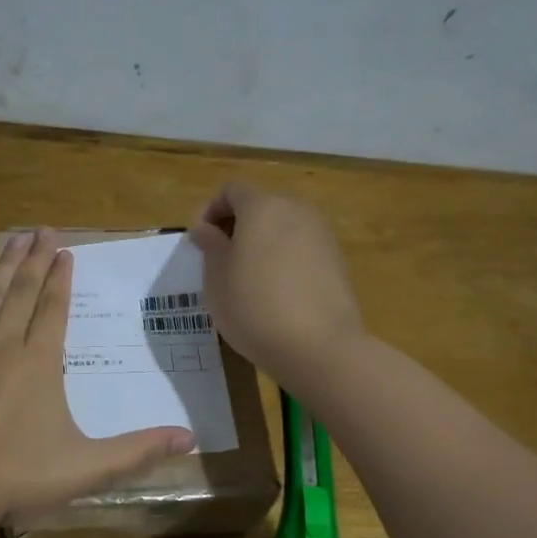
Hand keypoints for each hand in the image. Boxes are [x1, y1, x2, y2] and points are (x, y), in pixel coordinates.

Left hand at [0, 228, 195, 527]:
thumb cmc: (19, 473)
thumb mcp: (88, 467)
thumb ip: (139, 451)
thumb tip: (191, 439)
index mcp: (40, 363)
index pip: (54, 309)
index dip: (61, 280)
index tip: (66, 251)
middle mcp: (3, 348)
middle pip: (21, 294)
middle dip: (34, 261)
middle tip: (42, 231)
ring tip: (10, 242)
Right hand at [189, 183, 364, 384]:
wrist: (319, 347)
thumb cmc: (254, 308)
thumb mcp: (216, 280)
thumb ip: (210, 246)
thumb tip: (206, 229)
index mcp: (263, 207)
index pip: (231, 190)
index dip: (210, 210)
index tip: (200, 242)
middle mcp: (296, 210)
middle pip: (260, 204)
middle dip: (237, 225)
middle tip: (220, 259)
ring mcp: (322, 234)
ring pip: (283, 226)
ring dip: (261, 242)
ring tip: (246, 278)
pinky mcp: (337, 260)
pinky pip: (301, 247)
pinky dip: (283, 258)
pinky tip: (275, 291)